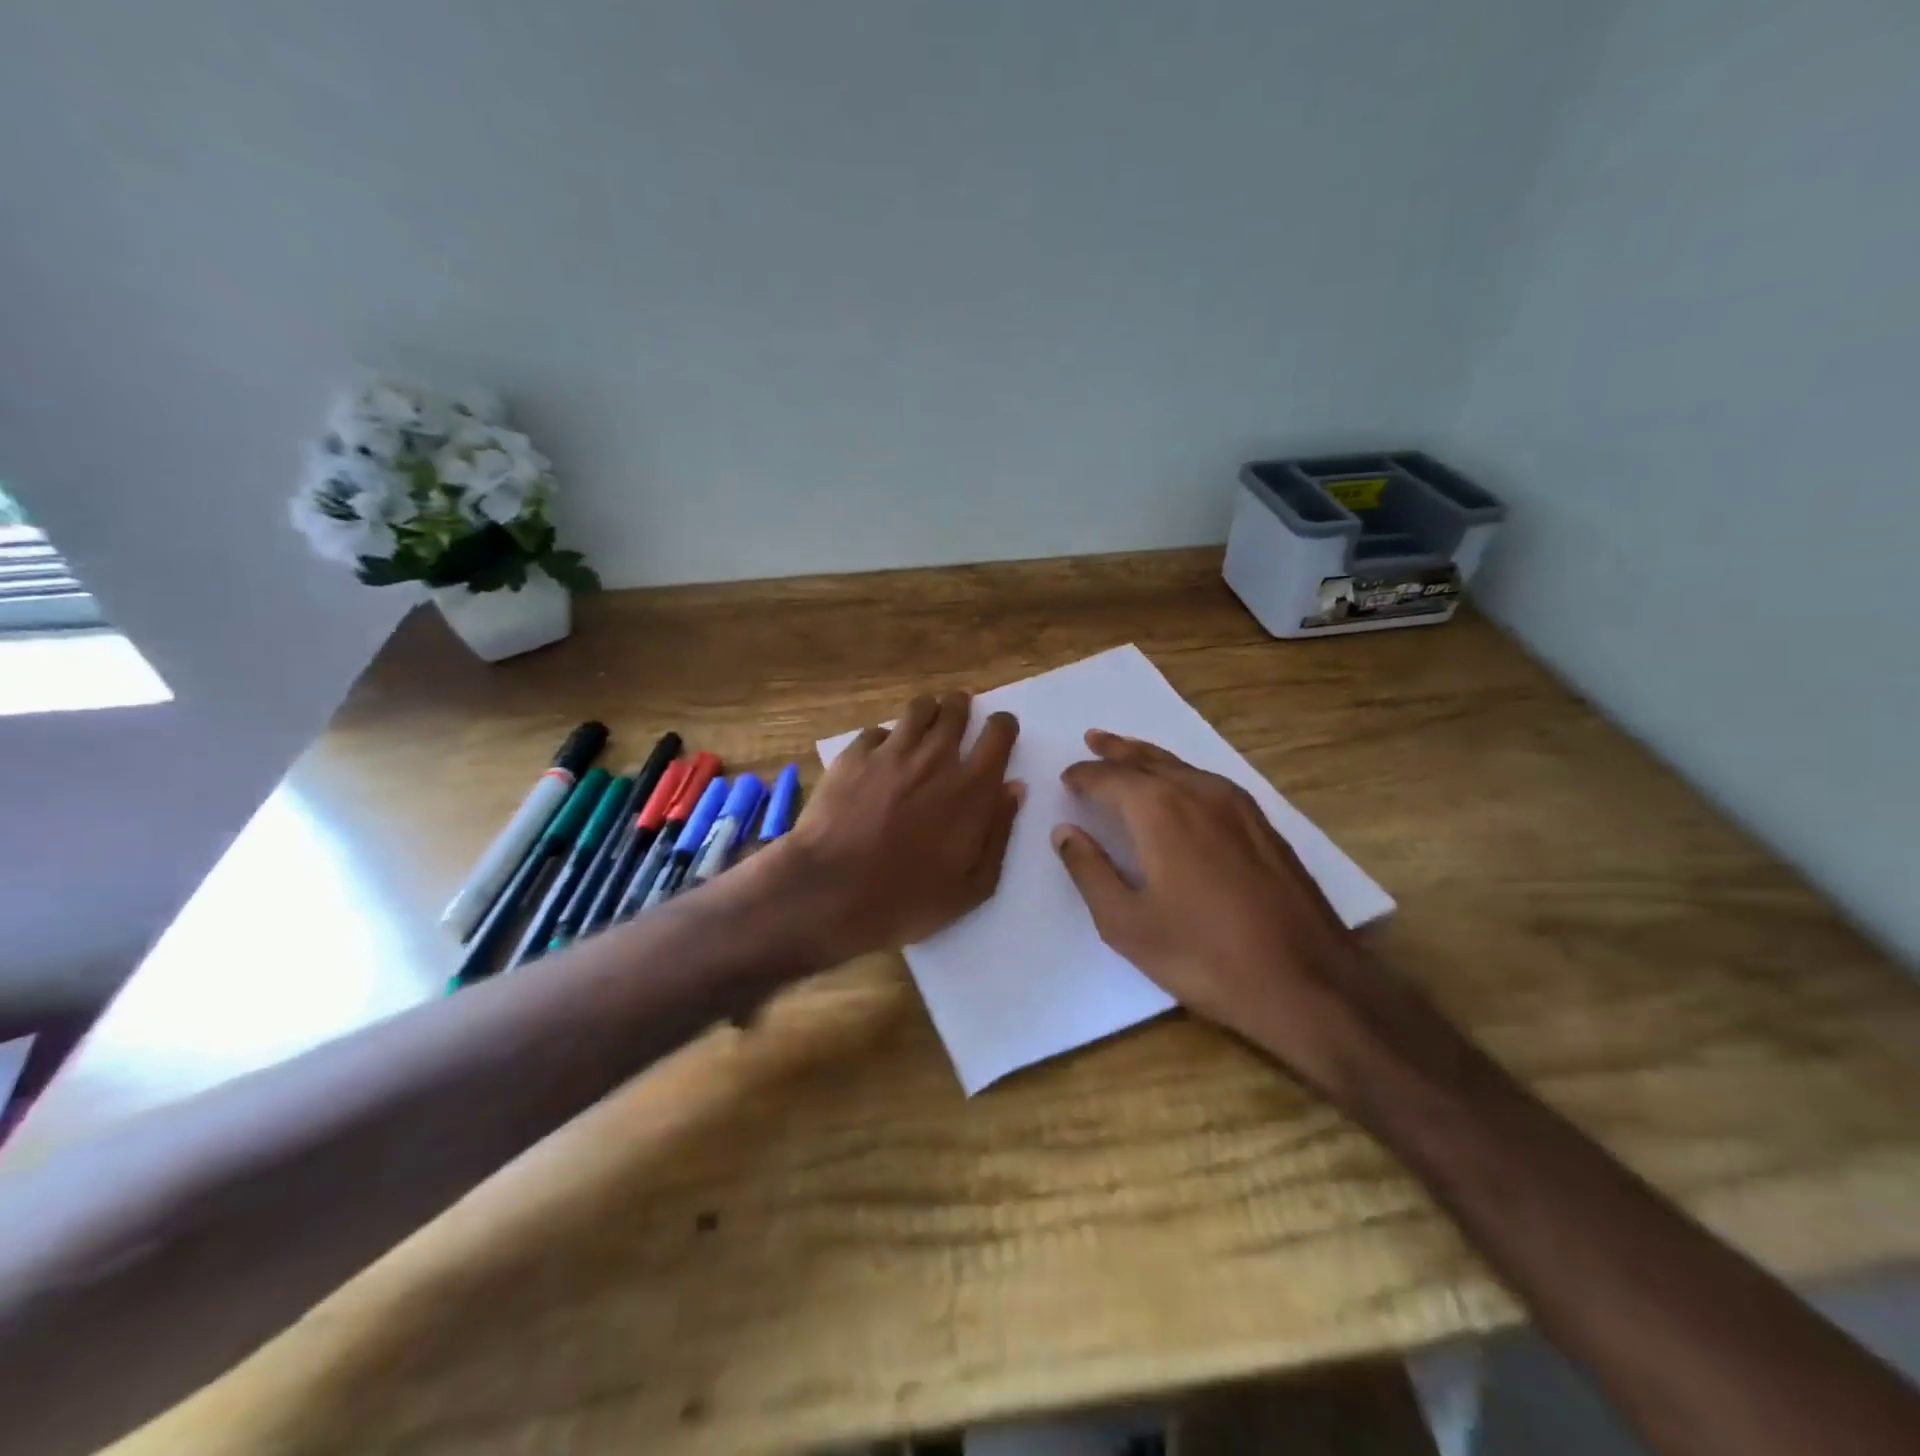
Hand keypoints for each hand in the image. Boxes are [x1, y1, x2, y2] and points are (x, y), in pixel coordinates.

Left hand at [776, 690, 1022, 966]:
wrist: (830, 893)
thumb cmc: (907, 900)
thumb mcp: (972, 887)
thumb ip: (999, 833)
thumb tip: (1013, 789)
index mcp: (971, 789)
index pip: (998, 734)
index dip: (1003, 726)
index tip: (999, 729)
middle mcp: (935, 759)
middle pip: (956, 710)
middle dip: (963, 706)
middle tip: (960, 713)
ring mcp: (891, 752)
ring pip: (918, 709)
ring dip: (929, 711)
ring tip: (926, 722)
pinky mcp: (853, 756)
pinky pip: (877, 731)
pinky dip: (885, 738)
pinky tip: (881, 755)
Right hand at [1051, 730, 1376, 1096]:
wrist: (1307, 982)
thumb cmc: (1203, 956)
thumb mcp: (1127, 923)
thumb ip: (1090, 871)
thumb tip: (1064, 832)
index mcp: (1160, 811)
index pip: (1110, 779)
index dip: (1084, 776)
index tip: (1066, 778)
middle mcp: (1198, 792)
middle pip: (1149, 760)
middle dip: (1116, 751)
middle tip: (1093, 739)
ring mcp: (1238, 805)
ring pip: (1183, 766)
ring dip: (1150, 757)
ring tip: (1128, 752)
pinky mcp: (1264, 824)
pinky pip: (1210, 781)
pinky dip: (1182, 774)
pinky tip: (1182, 786)